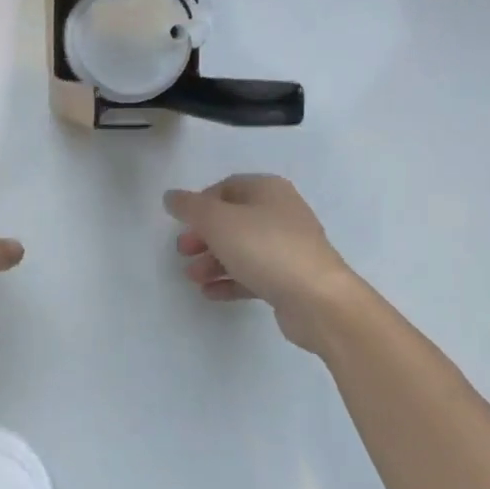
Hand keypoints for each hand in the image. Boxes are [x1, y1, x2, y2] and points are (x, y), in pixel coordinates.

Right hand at [164, 175, 354, 346]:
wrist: (318, 300)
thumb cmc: (265, 248)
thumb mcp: (217, 221)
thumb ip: (190, 207)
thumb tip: (171, 197)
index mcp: (268, 190)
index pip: (226, 187)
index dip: (200, 203)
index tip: (182, 223)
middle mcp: (281, 213)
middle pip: (232, 220)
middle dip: (203, 236)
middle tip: (183, 252)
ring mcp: (289, 247)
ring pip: (242, 249)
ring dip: (213, 261)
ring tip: (193, 278)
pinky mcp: (291, 278)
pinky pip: (254, 274)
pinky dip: (231, 281)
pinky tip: (211, 293)